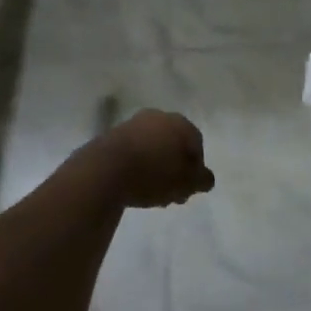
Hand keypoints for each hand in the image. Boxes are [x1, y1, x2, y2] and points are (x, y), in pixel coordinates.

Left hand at [89, 110, 214, 208]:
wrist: (104, 170)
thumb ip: (202, 180)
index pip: (197, 144)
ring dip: (157, 168)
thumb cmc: (153, 174)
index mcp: (180, 123)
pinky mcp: (113, 135)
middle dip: (175, 169)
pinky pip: (134, 151)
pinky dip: (138, 165)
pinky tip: (134, 184)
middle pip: (174, 145)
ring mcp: (134, 123)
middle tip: (172, 193)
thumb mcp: (186, 183)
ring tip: (152, 193)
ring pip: (153, 148)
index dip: (196, 169)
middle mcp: (158, 117)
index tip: (189, 189)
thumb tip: (206, 178)